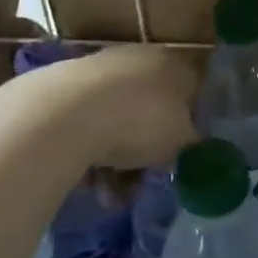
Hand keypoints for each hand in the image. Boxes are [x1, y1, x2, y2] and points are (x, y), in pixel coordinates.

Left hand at [41, 45, 198, 169]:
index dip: (188, 125)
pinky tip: (86, 183)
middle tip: (141, 183)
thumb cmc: (139, 121)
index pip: (190, 91)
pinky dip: (89, 153)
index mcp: (172, 63)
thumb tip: (194, 144)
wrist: (64, 114)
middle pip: (149, 110)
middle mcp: (137, 59)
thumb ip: (192, 142)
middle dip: (145, 153)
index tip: (180, 155)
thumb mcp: (180, 139)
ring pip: (116, 122)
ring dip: (116, 164)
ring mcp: (98, 72)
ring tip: (109, 197)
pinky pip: (86, 127)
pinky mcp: (63, 90)